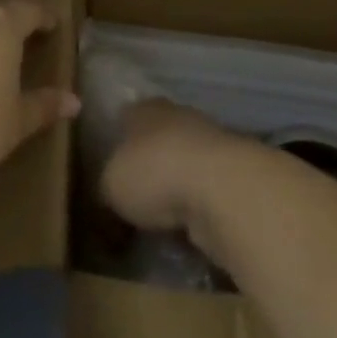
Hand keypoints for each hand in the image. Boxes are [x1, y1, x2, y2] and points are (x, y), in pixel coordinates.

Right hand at [97, 99, 257, 249]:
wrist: (218, 187)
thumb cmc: (154, 173)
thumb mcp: (110, 185)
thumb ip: (106, 186)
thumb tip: (108, 196)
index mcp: (143, 108)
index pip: (124, 119)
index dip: (116, 144)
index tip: (109, 171)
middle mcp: (175, 115)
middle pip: (155, 140)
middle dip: (147, 168)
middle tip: (133, 200)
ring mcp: (207, 141)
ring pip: (182, 165)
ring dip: (174, 188)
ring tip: (159, 222)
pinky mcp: (230, 172)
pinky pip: (203, 190)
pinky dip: (195, 207)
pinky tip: (186, 229)